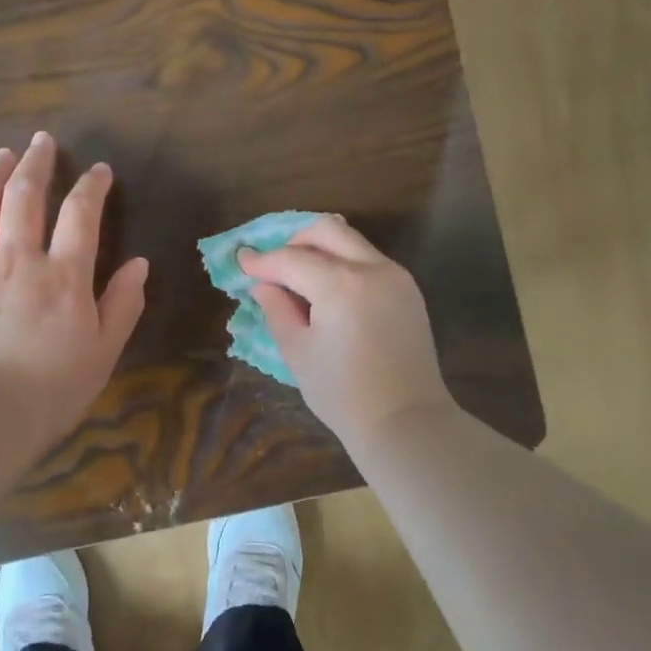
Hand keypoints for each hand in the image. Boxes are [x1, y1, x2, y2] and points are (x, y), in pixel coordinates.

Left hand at [0, 133, 148, 461]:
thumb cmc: (51, 391)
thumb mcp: (103, 352)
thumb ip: (122, 304)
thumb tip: (139, 263)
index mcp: (62, 276)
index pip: (81, 215)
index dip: (92, 187)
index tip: (99, 171)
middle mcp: (16, 260)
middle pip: (24, 196)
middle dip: (37, 163)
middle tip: (43, 141)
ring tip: (2, 155)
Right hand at [238, 216, 454, 445]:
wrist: (405, 420)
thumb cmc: (343, 394)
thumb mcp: (298, 352)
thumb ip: (277, 310)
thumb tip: (263, 285)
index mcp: (341, 285)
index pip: (291, 259)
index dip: (262, 261)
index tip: (242, 261)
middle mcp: (372, 269)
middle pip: (327, 229)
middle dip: (295, 240)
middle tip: (275, 265)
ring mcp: (396, 276)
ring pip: (352, 241)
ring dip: (321, 249)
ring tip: (300, 277)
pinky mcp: (408, 290)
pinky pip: (369, 260)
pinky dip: (344, 263)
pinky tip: (330, 291)